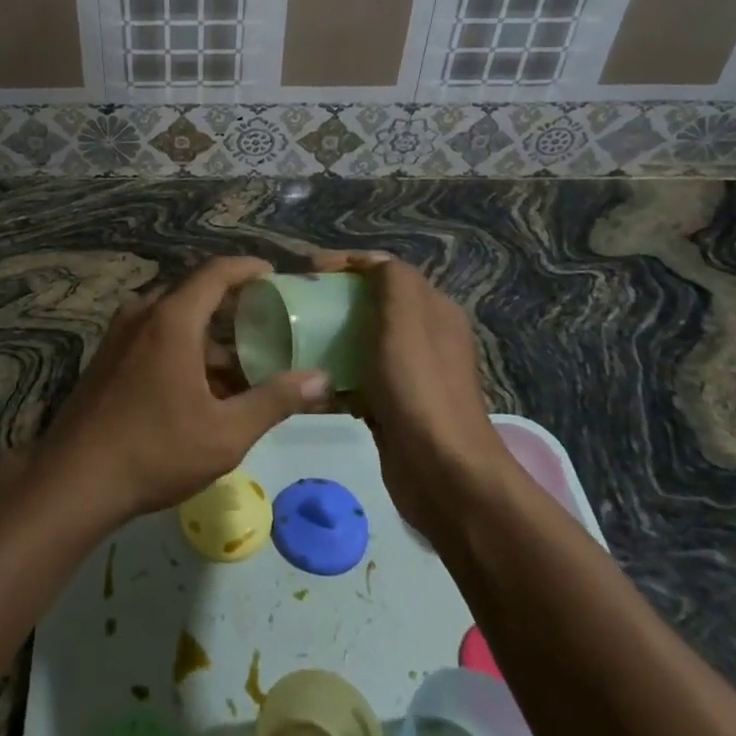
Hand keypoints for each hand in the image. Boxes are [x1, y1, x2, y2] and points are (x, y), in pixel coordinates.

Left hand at [40, 257, 330, 522]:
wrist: (75, 479)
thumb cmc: (156, 450)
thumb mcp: (226, 432)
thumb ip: (274, 400)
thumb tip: (320, 378)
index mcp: (172, 319)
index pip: (215, 273)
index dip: (247, 268)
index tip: (273, 274)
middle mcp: (143, 315)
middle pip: (193, 294)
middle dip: (230, 306)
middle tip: (264, 323)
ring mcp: (119, 335)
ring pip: (172, 320)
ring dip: (206, 337)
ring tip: (239, 368)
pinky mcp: (107, 358)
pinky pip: (152, 337)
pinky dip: (181, 348)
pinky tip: (199, 388)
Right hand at [313, 251, 506, 542]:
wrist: (443, 472)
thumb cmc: (419, 387)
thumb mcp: (405, 318)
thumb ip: (392, 280)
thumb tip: (371, 263)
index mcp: (433, 310)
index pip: (385, 270)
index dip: (346, 264)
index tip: (306, 271)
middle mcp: (425, 337)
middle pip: (372, 305)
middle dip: (333, 300)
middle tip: (295, 305)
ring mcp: (410, 375)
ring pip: (362, 343)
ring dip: (330, 340)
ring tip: (293, 341)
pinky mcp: (393, 407)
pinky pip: (358, 380)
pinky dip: (334, 378)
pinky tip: (310, 385)